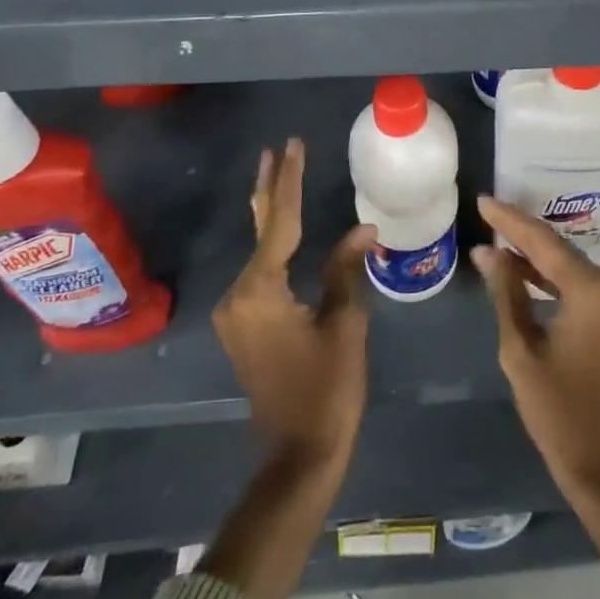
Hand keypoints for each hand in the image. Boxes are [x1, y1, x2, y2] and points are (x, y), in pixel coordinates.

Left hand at [213, 138, 376, 469]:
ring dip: (272, 214)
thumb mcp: (345, 322)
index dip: (291, 180)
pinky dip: (273, 244)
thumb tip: (363, 228)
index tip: (294, 145)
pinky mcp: (243, 325)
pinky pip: (259, 272)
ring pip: (259, 250)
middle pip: (262, 228)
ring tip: (281, 175)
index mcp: (261, 289)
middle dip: (272, 188)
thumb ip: (346, 268)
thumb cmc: (328, 387)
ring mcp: (236, 311)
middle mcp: (239, 294)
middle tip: (278, 150)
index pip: (281, 221)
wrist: (298, 453)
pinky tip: (280, 228)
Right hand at [472, 194, 599, 503]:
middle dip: (522, 234)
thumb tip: (487, 251)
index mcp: (594, 290)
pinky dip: (553, 279)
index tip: (483, 199)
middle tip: (487, 215)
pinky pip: (582, 286)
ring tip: (497, 242)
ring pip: (571, 266)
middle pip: (560, 250)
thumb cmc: (559, 413)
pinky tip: (524, 273)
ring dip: (536, 257)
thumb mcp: (521, 351)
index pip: (543, 242)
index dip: (510, 220)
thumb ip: (505, 293)